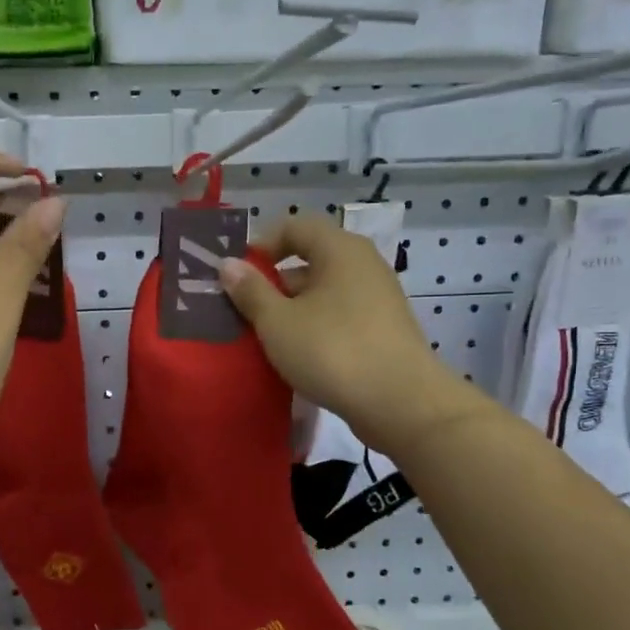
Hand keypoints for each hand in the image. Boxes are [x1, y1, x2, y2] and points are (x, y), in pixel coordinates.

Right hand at [220, 215, 483, 457]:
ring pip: (323, 293)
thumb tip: (228, 264)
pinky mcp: (383, 330)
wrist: (401, 403)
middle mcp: (363, 265)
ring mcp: (377, 298)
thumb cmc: (333, 351)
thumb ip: (250, 291)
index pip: (295, 226)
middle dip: (273, 284)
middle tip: (244, 312)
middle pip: (309, 260)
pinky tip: (297, 357)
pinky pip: (339, 317)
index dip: (261, 245)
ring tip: (265, 339)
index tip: (237, 276)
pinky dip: (315, 328)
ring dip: (292, 310)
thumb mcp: (278, 322)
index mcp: (340, 249)